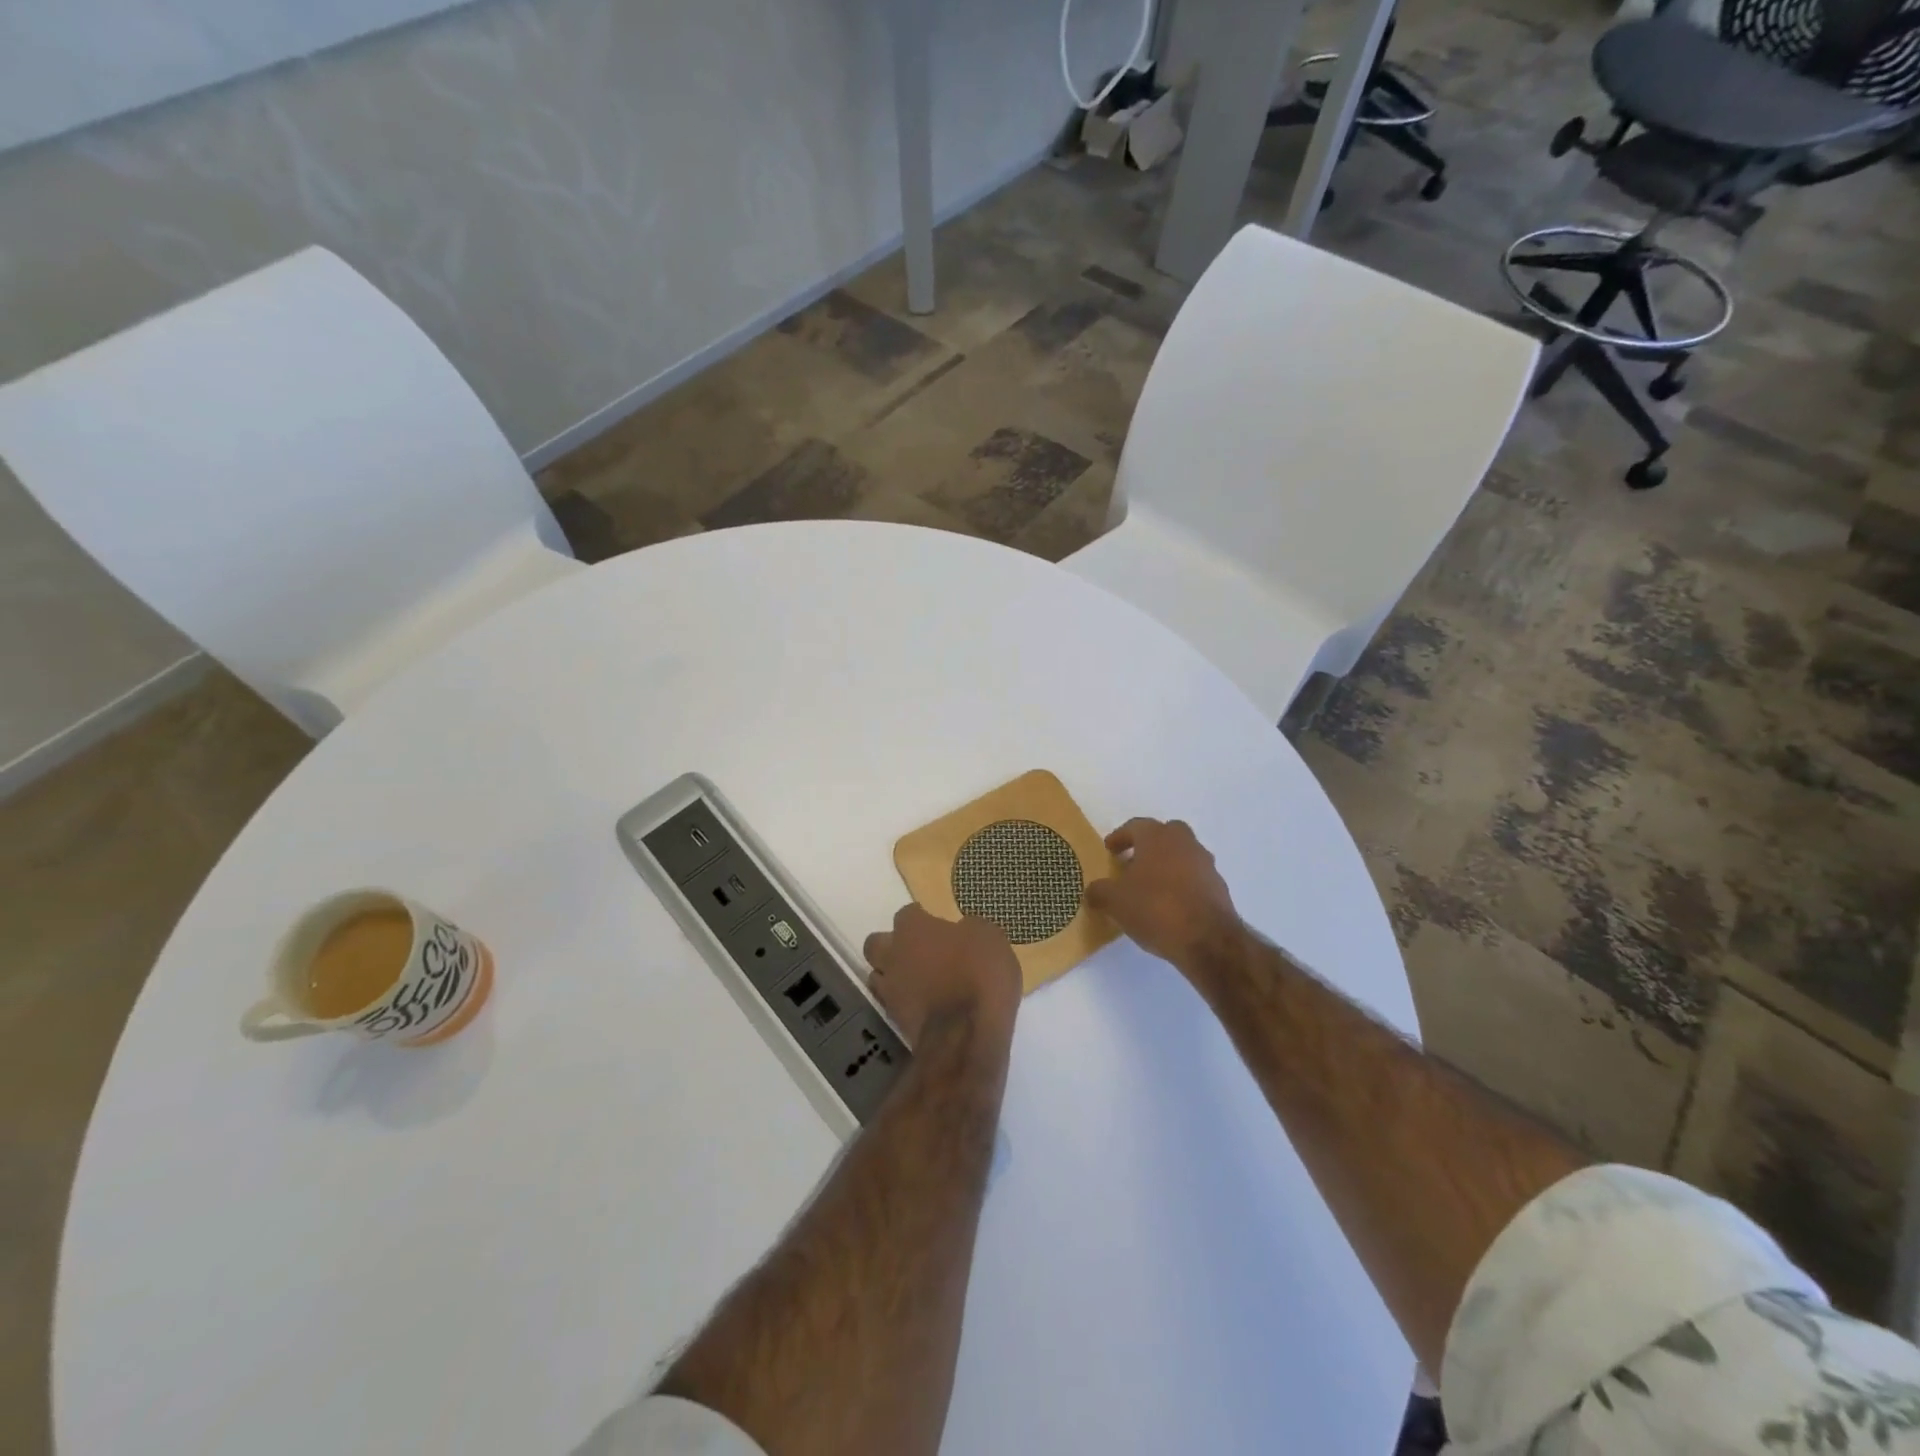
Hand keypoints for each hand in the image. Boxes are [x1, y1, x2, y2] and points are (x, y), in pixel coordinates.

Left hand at [864, 905, 1021, 1048]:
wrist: (967, 1034)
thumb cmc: (980, 974)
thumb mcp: (989, 938)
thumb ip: (967, 930)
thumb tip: (960, 932)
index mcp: (913, 928)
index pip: (907, 913)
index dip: (921, 918)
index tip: (935, 925)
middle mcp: (893, 954)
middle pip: (876, 943)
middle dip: (892, 945)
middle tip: (918, 952)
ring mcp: (890, 990)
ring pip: (877, 975)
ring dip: (892, 975)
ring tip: (917, 981)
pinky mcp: (894, 1022)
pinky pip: (892, 1004)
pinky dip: (904, 1003)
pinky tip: (924, 1005)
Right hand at [1085, 818, 1241, 968]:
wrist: (1208, 939)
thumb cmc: (1155, 908)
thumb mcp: (1115, 902)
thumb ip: (1099, 891)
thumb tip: (1093, 891)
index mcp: (1157, 837)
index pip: (1135, 826)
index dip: (1120, 837)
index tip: (1110, 849)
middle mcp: (1184, 843)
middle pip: (1165, 834)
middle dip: (1148, 845)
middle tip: (1132, 862)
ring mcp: (1205, 864)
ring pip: (1182, 855)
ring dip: (1167, 865)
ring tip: (1150, 888)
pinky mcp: (1219, 888)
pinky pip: (1195, 878)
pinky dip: (1182, 885)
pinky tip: (1170, 905)